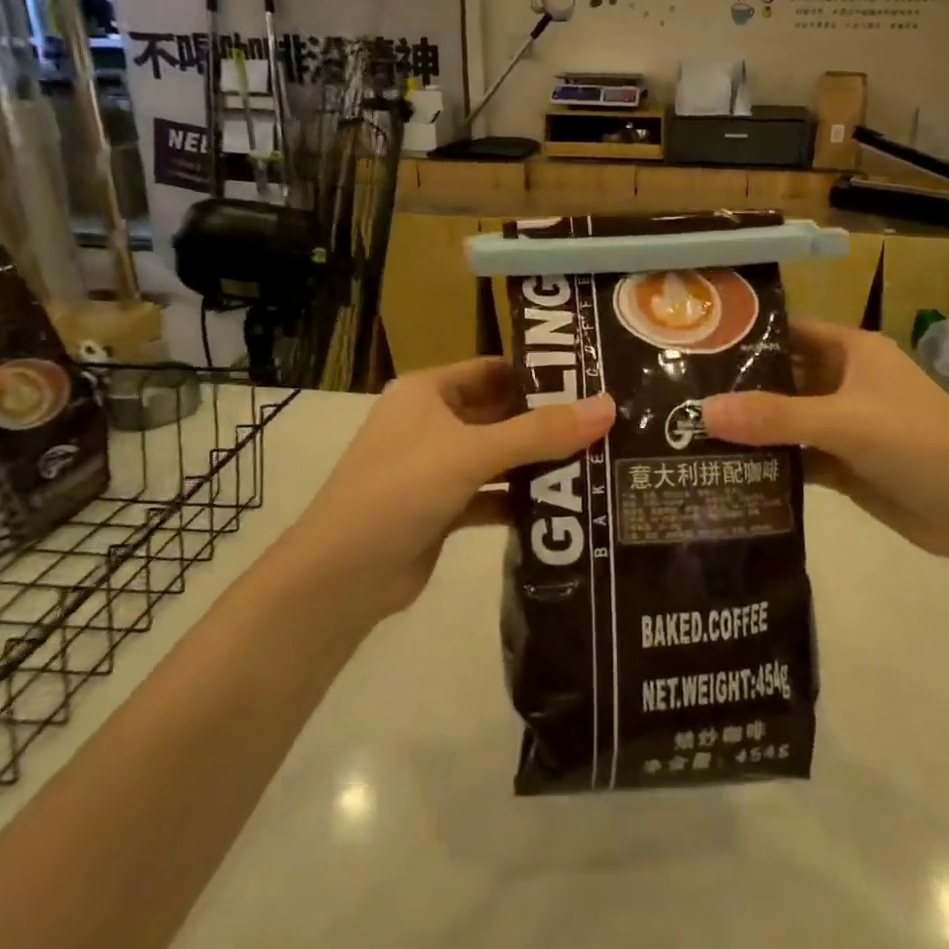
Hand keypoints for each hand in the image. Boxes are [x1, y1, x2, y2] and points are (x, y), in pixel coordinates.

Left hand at [292, 358, 613, 619]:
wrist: (339, 579)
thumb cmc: (399, 491)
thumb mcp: (472, 453)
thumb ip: (540, 432)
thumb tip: (608, 407)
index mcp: (428, 393)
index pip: (493, 369)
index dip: (539, 373)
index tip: (592, 380)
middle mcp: (431, 423)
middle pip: (500, 413)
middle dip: (546, 421)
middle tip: (606, 424)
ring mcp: (435, 468)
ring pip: (498, 457)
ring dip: (537, 462)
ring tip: (598, 461)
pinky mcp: (442, 510)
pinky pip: (491, 494)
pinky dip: (520, 499)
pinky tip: (563, 505)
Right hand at [701, 319, 948, 563]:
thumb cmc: (918, 444)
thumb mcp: (844, 422)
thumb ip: (774, 417)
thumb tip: (701, 411)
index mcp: (852, 351)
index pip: (789, 331)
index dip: (747, 334)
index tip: (696, 344)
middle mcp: (845, 381)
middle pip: (782, 376)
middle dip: (739, 386)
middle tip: (679, 395)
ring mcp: (843, 424)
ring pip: (785, 419)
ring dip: (749, 427)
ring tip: (688, 432)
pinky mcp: (843, 463)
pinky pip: (796, 455)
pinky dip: (768, 461)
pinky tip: (725, 468)